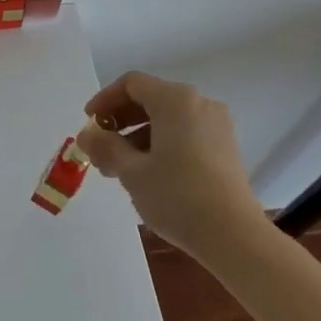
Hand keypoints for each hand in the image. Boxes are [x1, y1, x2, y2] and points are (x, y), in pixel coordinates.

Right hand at [77, 72, 262, 261]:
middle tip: (100, 150)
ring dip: (138, 136)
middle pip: (150, 99)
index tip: (89, 124)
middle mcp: (199, 103)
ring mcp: (216, 125)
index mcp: (175, 100)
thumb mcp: (131, 171)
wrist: (234, 236)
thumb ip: (105, 147)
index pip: (132, 84)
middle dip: (120, 122)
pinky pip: (185, 133)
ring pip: (167, 119)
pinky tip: (149, 173)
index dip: (104, 100)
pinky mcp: (225, 147)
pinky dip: (161, 144)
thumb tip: (86, 135)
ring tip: (119, 169)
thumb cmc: (177, 196)